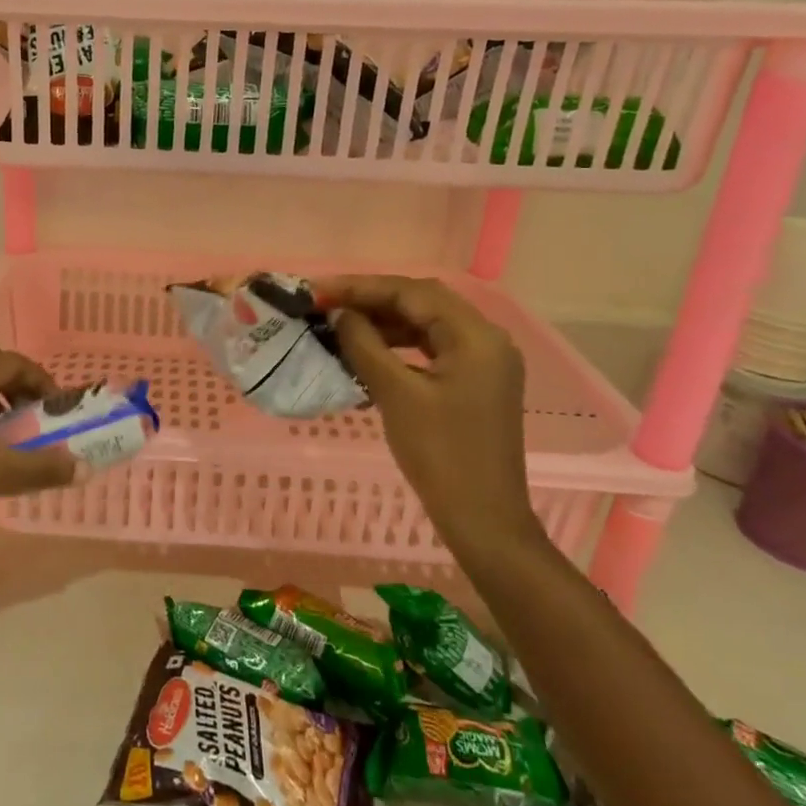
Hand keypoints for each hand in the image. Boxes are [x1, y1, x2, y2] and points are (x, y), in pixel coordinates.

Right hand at [316, 275, 544, 558]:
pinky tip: (368, 349)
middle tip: (326, 302)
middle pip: (422, 301)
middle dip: (372, 298)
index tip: (318, 291)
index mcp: (476, 336)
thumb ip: (365, 345)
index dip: (361, 287)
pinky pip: (433, 347)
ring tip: (340, 323)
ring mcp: (484, 361)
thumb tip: (341, 314)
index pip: (412, 293)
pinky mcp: (476, 381)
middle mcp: (487, 339)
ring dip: (384, 320)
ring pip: (427, 323)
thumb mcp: (396, 394)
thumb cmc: (440, 455)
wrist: (483, 518)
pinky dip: (399, 343)